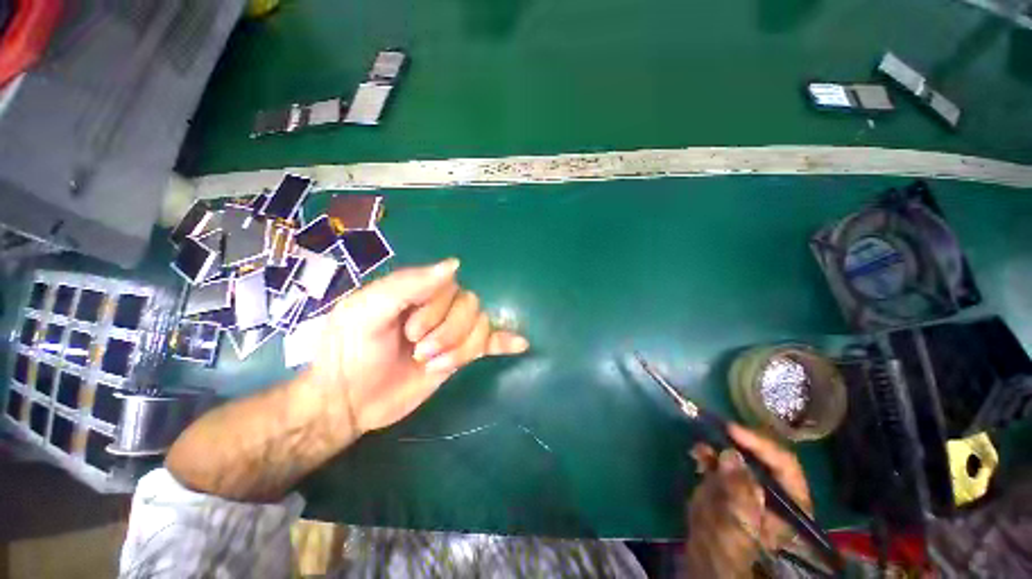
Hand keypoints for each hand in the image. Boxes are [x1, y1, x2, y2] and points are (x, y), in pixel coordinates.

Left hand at [301, 258, 529, 435]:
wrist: (348, 400)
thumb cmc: (351, 350)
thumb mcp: (368, 310)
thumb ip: (408, 284)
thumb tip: (455, 264)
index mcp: (419, 290)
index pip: (451, 287)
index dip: (437, 310)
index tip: (410, 333)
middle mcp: (440, 307)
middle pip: (471, 307)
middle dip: (448, 333)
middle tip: (419, 352)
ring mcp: (452, 332)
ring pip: (481, 327)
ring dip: (461, 349)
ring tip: (432, 364)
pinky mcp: (459, 356)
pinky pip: (489, 343)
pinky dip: (505, 342)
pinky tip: (520, 344)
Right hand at [684, 424, 811, 576]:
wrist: (709, 566)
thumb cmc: (732, 553)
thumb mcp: (739, 526)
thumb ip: (738, 491)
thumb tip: (729, 453)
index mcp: (789, 503)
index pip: (784, 464)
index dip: (760, 444)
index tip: (732, 430)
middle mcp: (772, 489)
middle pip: (761, 456)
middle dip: (739, 441)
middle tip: (717, 428)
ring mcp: (747, 486)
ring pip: (738, 456)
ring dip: (720, 444)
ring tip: (704, 442)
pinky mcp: (726, 486)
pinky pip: (719, 462)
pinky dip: (708, 454)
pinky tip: (697, 452)